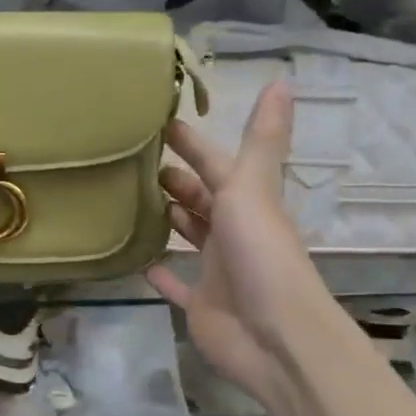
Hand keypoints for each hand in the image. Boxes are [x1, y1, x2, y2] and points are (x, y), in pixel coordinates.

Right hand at [148, 82, 327, 413]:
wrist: (274, 336)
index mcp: (246, 203)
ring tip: (133, 201)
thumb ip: (261, 139)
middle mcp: (233, 232)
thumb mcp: (254, 188)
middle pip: (202, 199)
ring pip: (190, 237)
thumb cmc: (260, 255)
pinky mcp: (201, 304)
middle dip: (176, 179)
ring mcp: (217, 270)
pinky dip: (162, 273)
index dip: (192, 144)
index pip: (215, 164)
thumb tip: (282, 80)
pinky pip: (177, 285)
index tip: (159, 123)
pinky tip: (139, 261)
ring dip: (171, 219)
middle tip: (136, 162)